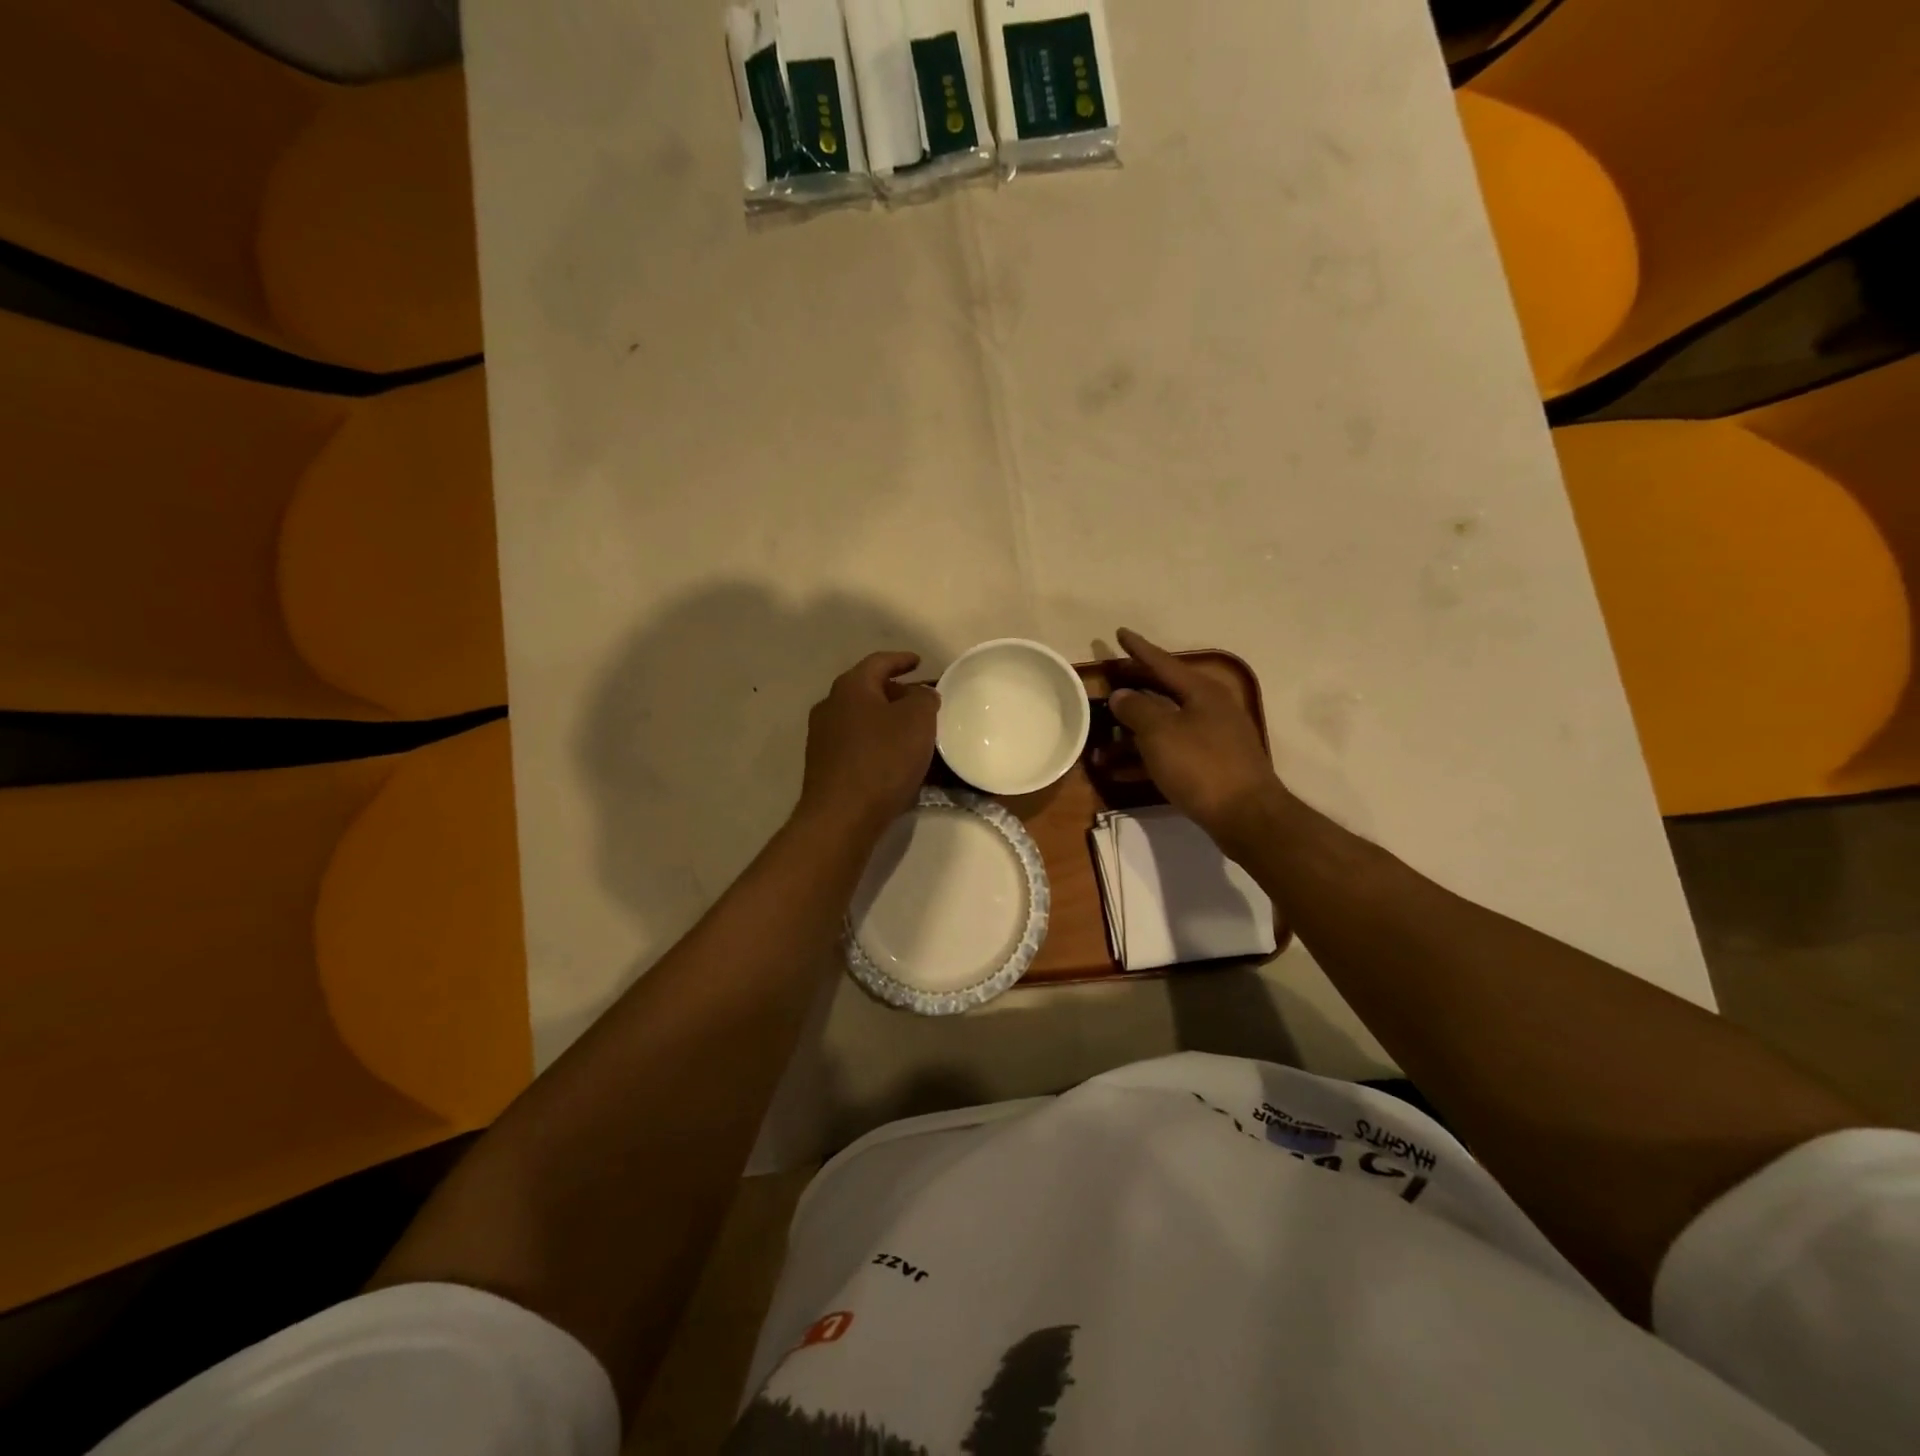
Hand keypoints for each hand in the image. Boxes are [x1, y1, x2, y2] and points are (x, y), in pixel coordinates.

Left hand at [796, 652, 938, 836]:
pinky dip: (878, 743)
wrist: (842, 816)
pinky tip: (896, 758)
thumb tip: (920, 695)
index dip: (902, 660)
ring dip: (887, 720)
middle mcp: (830, 706)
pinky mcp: (825, 766)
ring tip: (914, 730)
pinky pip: (858, 744)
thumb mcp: (918, 721)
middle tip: (923, 700)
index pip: (879, 662)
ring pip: (863, 718)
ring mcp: (823, 737)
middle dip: (897, 692)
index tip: (919, 662)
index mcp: (851, 687)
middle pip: (868, 690)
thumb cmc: (882, 760)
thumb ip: (924, 699)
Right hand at [1108, 629, 1288, 850]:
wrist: (1247, 816)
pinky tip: (1119, 770)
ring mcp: (1212, 739)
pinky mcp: (1210, 767)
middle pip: (1164, 693)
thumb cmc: (1201, 766)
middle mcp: (1210, 709)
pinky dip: (1145, 757)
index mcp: (1202, 691)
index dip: (1139, 649)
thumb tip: (1122, 695)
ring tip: (1101, 740)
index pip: (1163, 663)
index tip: (1120, 634)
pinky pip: (1170, 753)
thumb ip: (1137, 709)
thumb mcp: (1161, 733)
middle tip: (1109, 682)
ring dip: (1132, 733)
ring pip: (1165, 726)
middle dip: (1134, 691)